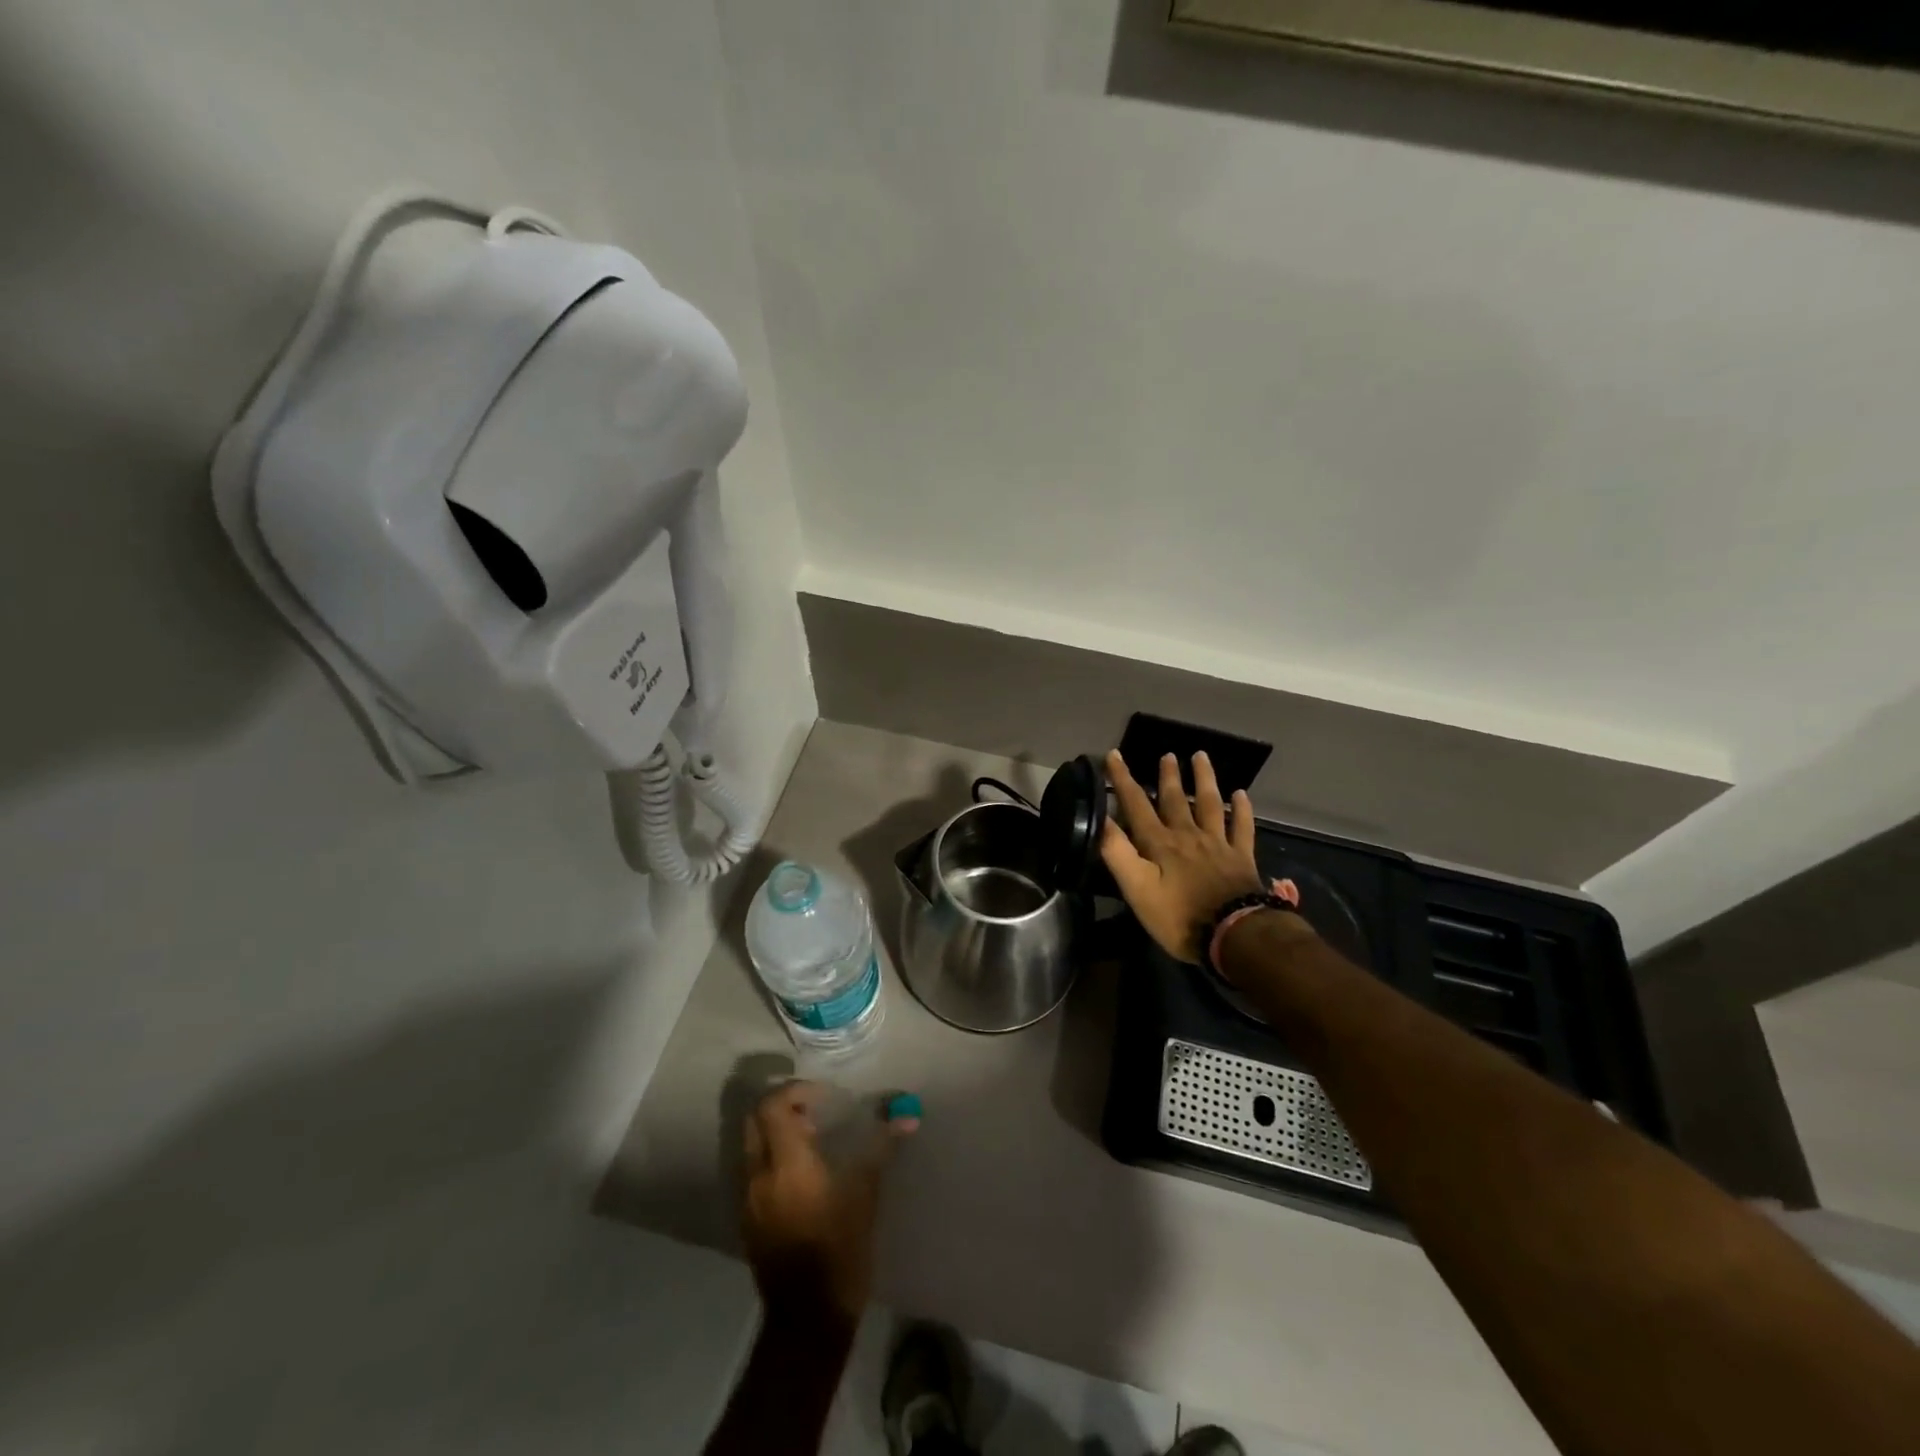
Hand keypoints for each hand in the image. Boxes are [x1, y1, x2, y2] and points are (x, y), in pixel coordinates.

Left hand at [739, 1081, 917, 1323]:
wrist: (808, 1320)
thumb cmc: (840, 1251)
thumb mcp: (865, 1195)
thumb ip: (881, 1148)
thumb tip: (907, 1115)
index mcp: (786, 1164)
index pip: (772, 1106)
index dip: (795, 1091)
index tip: (825, 1097)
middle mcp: (759, 1175)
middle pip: (755, 1119)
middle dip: (782, 1106)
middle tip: (815, 1111)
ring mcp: (748, 1199)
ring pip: (751, 1145)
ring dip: (776, 1131)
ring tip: (812, 1139)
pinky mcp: (748, 1220)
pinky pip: (753, 1171)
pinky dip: (772, 1156)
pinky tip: (803, 1174)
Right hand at [1099, 750, 1267, 963]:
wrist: (1235, 935)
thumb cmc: (1179, 916)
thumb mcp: (1137, 889)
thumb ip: (1117, 853)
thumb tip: (1100, 819)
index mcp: (1159, 843)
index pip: (1136, 804)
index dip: (1123, 779)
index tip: (1114, 755)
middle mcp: (1188, 835)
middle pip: (1175, 799)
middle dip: (1167, 776)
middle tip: (1166, 754)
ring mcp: (1218, 844)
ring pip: (1210, 804)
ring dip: (1204, 779)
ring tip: (1200, 756)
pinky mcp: (1241, 858)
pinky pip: (1242, 827)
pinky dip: (1242, 809)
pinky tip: (1241, 794)